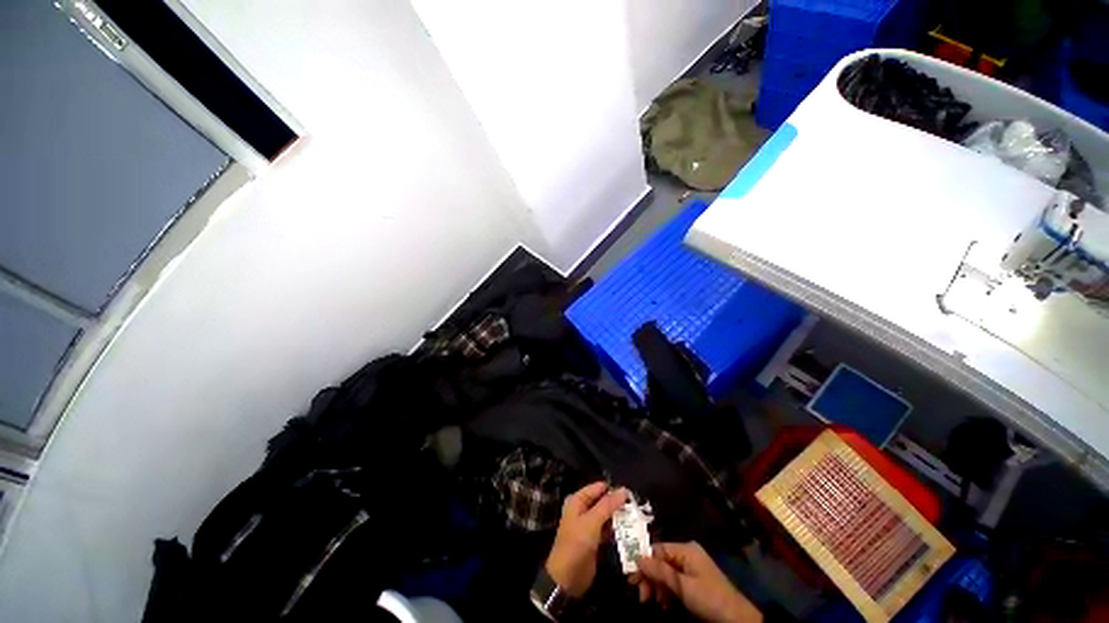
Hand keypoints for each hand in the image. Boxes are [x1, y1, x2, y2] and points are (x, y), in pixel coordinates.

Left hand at [544, 482, 627, 596]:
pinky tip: (631, 532)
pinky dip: (617, 530)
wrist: (567, 578)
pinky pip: (608, 530)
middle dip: (618, 505)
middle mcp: (583, 509)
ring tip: (638, 519)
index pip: (598, 488)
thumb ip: (608, 505)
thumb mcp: (592, 522)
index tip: (632, 495)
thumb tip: (624, 490)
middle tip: (637, 508)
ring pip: (607, 516)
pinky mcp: (595, 539)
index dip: (614, 490)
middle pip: (604, 501)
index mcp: (578, 500)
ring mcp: (589, 525)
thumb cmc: (576, 544)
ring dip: (619, 518)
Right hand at [636, 542, 761, 622]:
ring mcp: (691, 568)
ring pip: (666, 573)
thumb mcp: (683, 586)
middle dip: (650, 578)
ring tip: (653, 603)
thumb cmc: (709, 598)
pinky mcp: (694, 581)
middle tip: (642, 597)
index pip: (657, 549)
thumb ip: (660, 571)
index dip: (644, 563)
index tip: (632, 579)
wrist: (738, 619)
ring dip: (658, 587)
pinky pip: (674, 581)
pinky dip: (667, 592)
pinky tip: (664, 604)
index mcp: (685, 549)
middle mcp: (687, 554)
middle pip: (661, 561)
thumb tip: (638, 557)